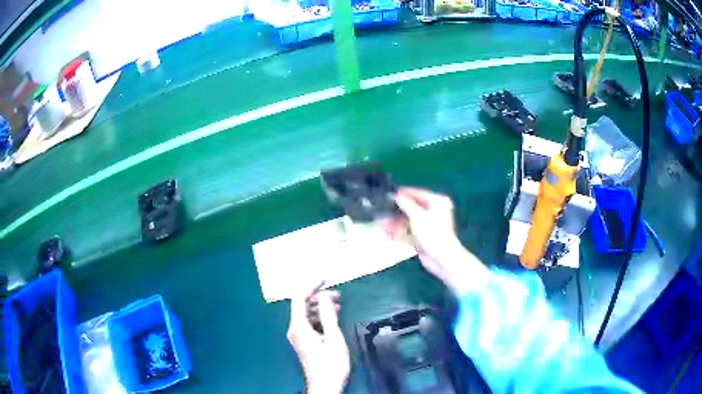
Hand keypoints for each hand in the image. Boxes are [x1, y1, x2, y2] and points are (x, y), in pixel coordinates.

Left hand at [288, 287, 349, 393]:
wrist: (325, 385)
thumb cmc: (331, 364)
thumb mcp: (333, 338)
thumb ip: (327, 315)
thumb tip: (323, 295)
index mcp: (299, 327)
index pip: (300, 298)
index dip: (311, 285)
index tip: (326, 277)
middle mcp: (294, 329)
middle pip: (302, 305)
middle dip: (318, 296)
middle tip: (338, 294)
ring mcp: (298, 335)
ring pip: (306, 314)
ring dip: (320, 306)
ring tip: (338, 304)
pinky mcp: (303, 341)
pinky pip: (309, 322)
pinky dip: (319, 316)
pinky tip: (332, 316)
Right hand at [391, 187, 487, 294]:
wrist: (441, 257)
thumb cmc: (432, 232)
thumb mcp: (417, 215)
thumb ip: (405, 204)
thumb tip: (395, 195)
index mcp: (437, 202)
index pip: (418, 193)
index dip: (403, 194)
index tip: (389, 194)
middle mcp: (435, 211)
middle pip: (412, 208)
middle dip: (396, 211)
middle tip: (382, 211)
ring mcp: (429, 225)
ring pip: (409, 220)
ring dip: (395, 222)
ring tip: (382, 224)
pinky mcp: (424, 236)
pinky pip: (409, 231)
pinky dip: (399, 232)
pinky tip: (388, 233)